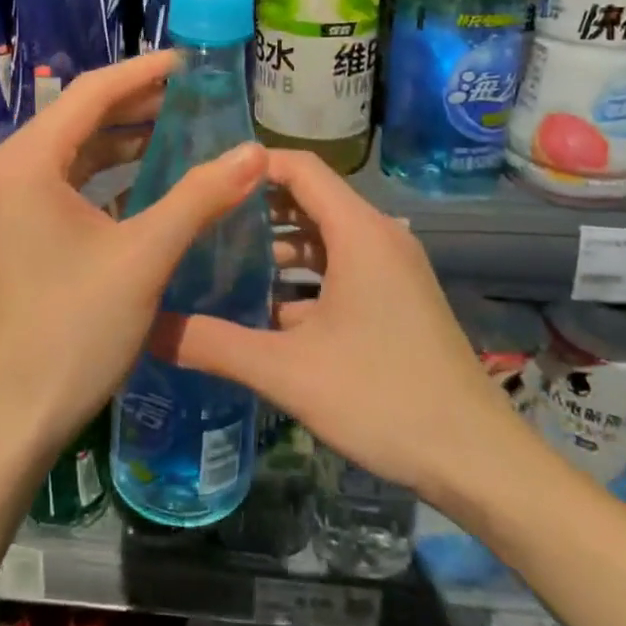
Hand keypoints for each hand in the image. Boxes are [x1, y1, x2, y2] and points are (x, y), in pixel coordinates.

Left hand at [0, 51, 268, 468]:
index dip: (144, 72)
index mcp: (27, 162)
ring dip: (125, 142)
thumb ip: (199, 197)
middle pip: (81, 119)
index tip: (191, 61)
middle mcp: (10, 171)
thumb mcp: (143, 257)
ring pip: (76, 154)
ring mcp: (10, 205)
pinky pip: (68, 187)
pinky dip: (109, 179)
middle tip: (196, 95)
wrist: (9, 419)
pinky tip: (151, 184)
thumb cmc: (72, 331)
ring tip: (182, 130)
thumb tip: (255, 150)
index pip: (91, 93)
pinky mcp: (18, 233)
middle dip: (138, 105)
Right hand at [151, 149, 529, 497]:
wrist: (476, 459)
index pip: (300, 167)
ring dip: (278, 244)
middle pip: (309, 198)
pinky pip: (342, 266)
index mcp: (359, 232)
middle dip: (256, 207)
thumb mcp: (287, 372)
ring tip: (222, 260)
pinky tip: (265, 306)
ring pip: (324, 236)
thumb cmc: (383, 399)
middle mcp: (379, 236)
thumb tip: (149, 327)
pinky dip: (304, 275)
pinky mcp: (397, 297)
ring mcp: (392, 268)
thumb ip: (215, 345)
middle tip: (201, 220)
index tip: (204, 179)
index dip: (252, 165)